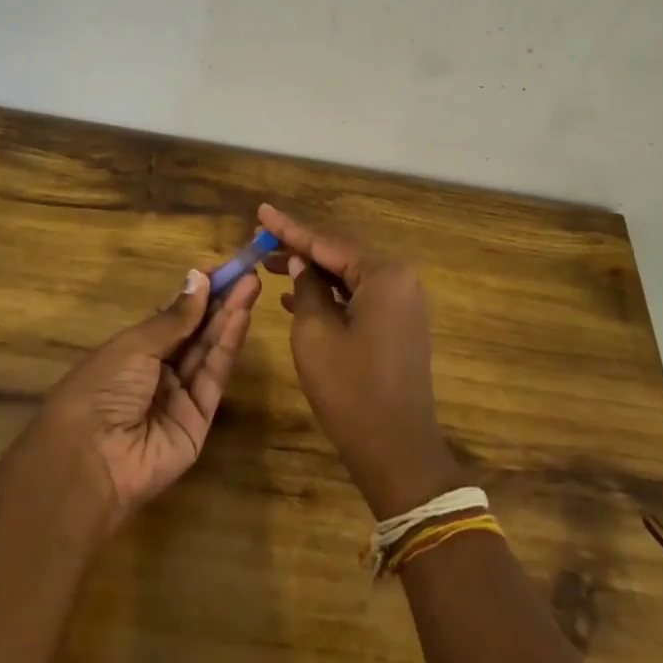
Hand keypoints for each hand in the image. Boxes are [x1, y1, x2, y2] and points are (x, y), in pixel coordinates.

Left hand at [28, 267, 260, 533]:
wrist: (91, 459)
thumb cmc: (102, 388)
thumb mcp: (135, 345)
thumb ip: (175, 317)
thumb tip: (198, 278)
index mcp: (134, 351)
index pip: (173, 318)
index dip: (197, 294)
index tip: (220, 269)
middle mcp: (159, 372)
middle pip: (196, 333)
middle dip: (220, 302)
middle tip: (247, 274)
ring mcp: (180, 398)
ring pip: (209, 352)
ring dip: (230, 318)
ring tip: (251, 286)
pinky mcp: (200, 421)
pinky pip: (214, 378)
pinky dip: (228, 347)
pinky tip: (241, 317)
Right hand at [260, 204, 466, 518]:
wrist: (397, 451)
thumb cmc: (351, 391)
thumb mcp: (315, 335)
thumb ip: (307, 289)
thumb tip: (302, 264)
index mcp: (384, 275)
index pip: (328, 242)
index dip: (290, 228)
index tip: (261, 211)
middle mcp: (399, 280)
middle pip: (341, 254)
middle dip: (300, 247)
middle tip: (261, 239)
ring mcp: (402, 303)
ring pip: (348, 275)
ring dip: (312, 271)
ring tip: (270, 264)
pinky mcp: (397, 325)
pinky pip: (358, 296)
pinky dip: (329, 294)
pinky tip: (295, 295)